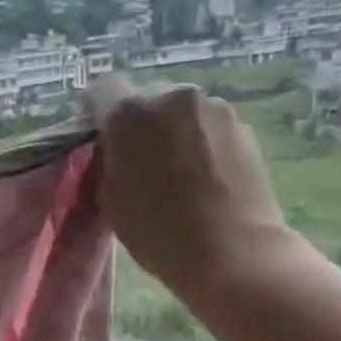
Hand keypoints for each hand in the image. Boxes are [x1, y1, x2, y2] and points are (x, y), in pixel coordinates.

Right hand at [91, 78, 300, 313]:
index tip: (101, 139)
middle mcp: (171, 96)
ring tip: (177, 173)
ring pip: (179, 112)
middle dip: (139, 124)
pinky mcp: (242, 125)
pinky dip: (200, 144)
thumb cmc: (156, 230)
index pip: (102, 90)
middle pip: (145, 98)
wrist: (231, 251)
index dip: (97, 113)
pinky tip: (204, 178)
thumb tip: (117, 149)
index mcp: (128, 113)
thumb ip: (108, 161)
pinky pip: (208, 127)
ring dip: (172, 132)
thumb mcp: (109, 198)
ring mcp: (213, 108)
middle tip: (140, 161)